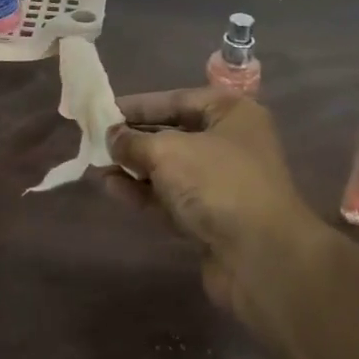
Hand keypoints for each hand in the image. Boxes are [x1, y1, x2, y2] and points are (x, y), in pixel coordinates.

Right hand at [105, 88, 317, 311]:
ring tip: (97, 165)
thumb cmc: (218, 184)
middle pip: (173, 134)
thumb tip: (111, 136)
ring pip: (169, 170)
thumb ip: (134, 141)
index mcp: (231, 113)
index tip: (104, 111)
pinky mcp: (211, 219)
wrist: (262, 257)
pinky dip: (143, 193)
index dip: (139, 105)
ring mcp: (222, 184)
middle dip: (134, 138)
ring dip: (134, 168)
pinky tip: (112, 188)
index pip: (177, 100)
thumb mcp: (168, 152)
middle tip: (96, 140)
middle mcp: (230, 144)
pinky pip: (171, 198)